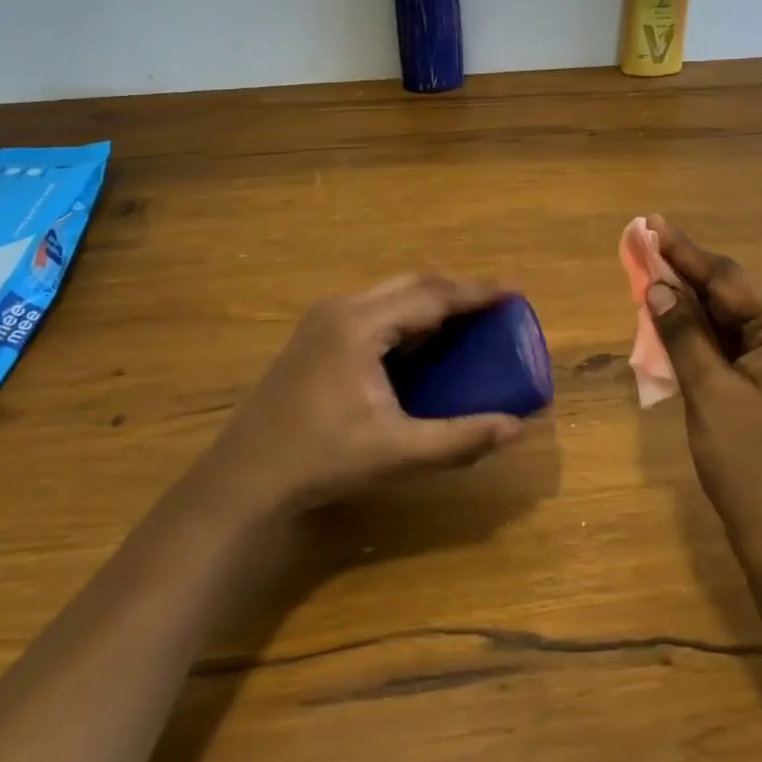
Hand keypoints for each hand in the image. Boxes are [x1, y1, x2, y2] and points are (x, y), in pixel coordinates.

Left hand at [201, 275, 526, 516]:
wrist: (245, 478)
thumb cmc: (322, 459)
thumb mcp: (398, 452)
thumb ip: (460, 438)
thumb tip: (516, 427)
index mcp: (361, 325)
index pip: (431, 295)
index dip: (475, 292)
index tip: (513, 291)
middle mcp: (342, 308)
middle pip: (411, 283)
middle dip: (456, 289)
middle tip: (494, 304)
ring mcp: (323, 319)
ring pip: (390, 293)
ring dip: (430, 299)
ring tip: (466, 317)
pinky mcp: (315, 335)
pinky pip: (374, 309)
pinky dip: (406, 314)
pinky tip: (421, 339)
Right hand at [646, 218, 761, 554]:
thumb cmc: (752, 465)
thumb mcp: (709, 393)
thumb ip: (683, 334)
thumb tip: (656, 286)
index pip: (729, 279)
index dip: (684, 251)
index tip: (650, 223)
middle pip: (736, 297)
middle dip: (687, 279)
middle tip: (644, 253)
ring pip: (738, 324)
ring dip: (696, 311)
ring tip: (653, 286)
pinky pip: (744, 350)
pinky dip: (711, 341)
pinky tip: (681, 332)